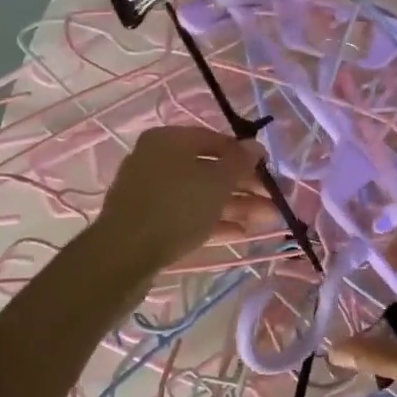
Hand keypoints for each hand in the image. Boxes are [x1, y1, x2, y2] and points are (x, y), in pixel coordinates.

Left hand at [89, 126, 275, 278]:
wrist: (123, 256)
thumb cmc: (175, 208)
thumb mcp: (215, 182)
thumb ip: (239, 162)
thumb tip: (255, 146)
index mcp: (169, 140)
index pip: (215, 140)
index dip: (245, 156)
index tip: (269, 173)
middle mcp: (157, 160)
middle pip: (209, 169)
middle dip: (244, 186)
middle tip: (274, 202)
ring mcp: (151, 192)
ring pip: (200, 194)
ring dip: (235, 205)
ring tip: (268, 220)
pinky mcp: (149, 221)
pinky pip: (187, 214)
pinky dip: (213, 221)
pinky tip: (241, 234)